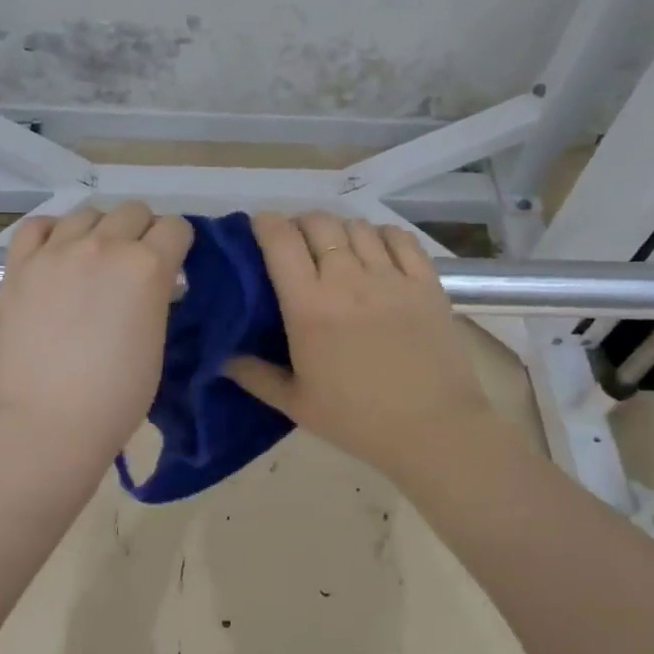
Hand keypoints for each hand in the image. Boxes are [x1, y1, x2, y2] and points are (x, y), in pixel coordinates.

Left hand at [0, 201, 193, 467]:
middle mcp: (104, 245)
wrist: (51, 420)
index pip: (176, 227)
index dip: (178, 245)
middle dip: (142, 232)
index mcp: (147, 266)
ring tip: (94, 261)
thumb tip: (152, 280)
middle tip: (134, 265)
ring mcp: (57, 251)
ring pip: (88, 213)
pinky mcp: (20, 265)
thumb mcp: (158, 338)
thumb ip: (156, 295)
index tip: (172, 264)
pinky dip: (53, 233)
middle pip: (134, 211)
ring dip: (100, 231)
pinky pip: (39, 226)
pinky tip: (57, 254)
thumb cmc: (118, 394)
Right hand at [226, 210, 498, 483]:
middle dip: (300, 224)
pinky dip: (381, 235)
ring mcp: (391, 276)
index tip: (259, 231)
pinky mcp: (426, 281)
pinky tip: (376, 251)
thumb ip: (253, 375)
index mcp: (309, 306)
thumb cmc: (357, 419)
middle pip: (318, 222)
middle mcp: (348, 279)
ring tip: (335, 250)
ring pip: (357, 225)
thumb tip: (219, 356)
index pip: (280, 239)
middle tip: (296, 245)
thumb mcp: (295, 404)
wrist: (433, 430)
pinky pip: (399, 237)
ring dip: (338, 230)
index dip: (265, 224)